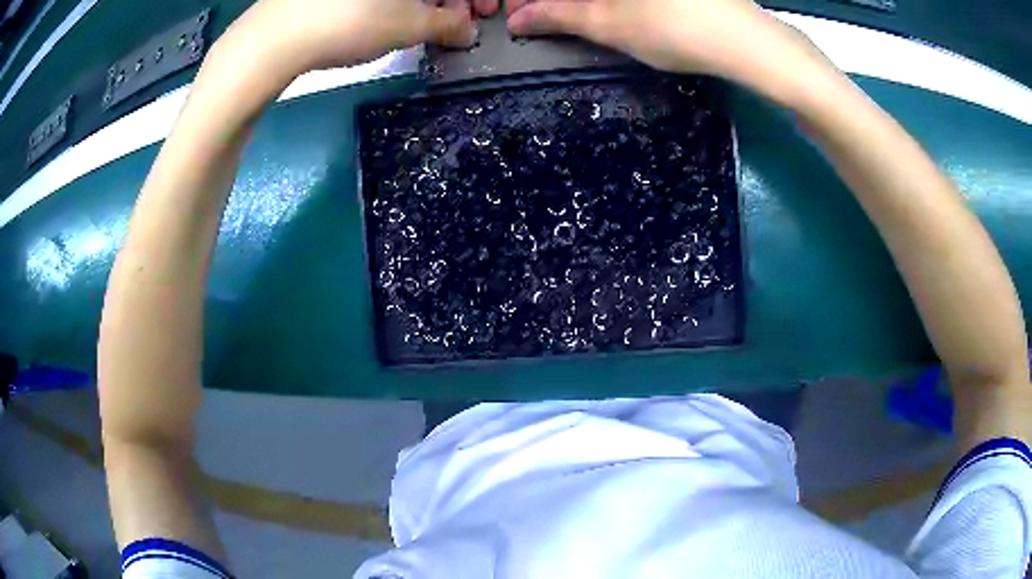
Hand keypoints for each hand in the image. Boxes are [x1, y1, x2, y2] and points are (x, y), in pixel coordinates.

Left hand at [221, 0, 499, 79]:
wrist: (274, 36)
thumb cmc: (351, 23)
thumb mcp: (410, 26)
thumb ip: (449, 25)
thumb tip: (467, 31)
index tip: (480, 17)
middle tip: (452, 24)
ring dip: (424, 0)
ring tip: (420, 25)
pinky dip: (393, 0)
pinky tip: (387, 17)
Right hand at [507, 0, 817, 86]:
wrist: (747, 42)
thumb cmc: (671, 29)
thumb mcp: (607, 24)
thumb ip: (557, 15)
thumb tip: (518, 19)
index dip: (535, 1)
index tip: (527, 15)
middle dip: (559, 2)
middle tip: (547, 16)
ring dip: (586, 3)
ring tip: (574, 16)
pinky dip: (614, 2)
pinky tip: (613, 11)